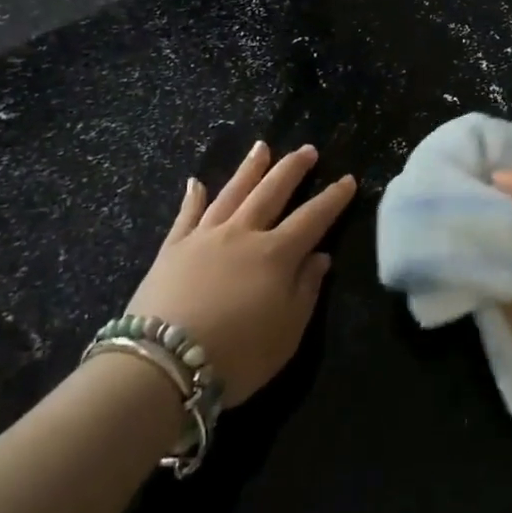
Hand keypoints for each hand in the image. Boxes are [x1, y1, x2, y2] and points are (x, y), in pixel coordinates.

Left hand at [126, 141, 355, 405]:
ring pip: (233, 192)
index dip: (332, 198)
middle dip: (292, 169)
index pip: (313, 218)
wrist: (163, 365)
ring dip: (250, 168)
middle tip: (307, 149)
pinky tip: (196, 182)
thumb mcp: (288, 333)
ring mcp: (205, 236)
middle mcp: (243, 233)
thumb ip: (307, 290)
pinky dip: (193, 197)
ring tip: (262, 147)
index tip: (348, 179)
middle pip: (272, 191)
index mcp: (277, 254)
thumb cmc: (237, 356)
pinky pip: (186, 215)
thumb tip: (321, 256)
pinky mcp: (173, 248)